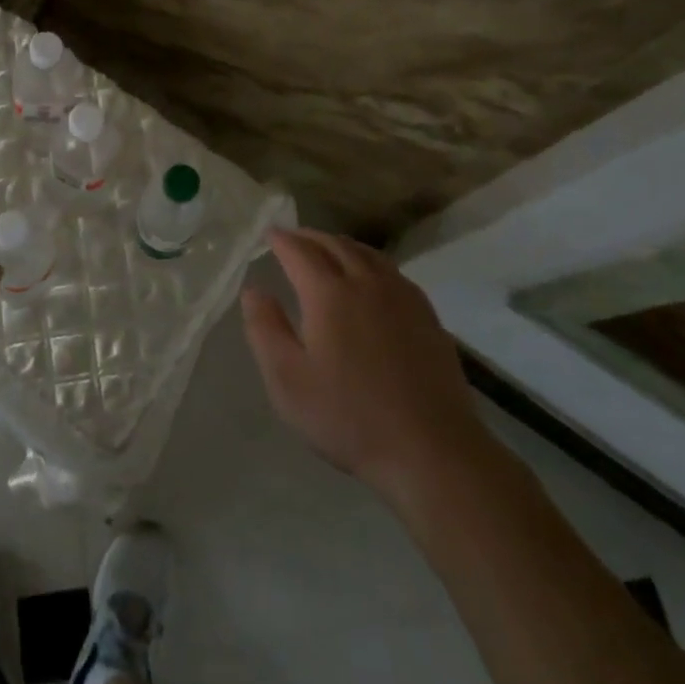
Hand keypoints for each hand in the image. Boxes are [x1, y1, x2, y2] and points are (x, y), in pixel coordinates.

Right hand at [242, 228, 491, 500]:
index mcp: (329, 293)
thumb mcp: (287, 380)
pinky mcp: (427, 317)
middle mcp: (367, 283)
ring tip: (328, 249)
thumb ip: (265, 329)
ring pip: (368, 255)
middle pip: (336, 245)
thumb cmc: (348, 416)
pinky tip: (372, 278)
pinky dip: (372, 262)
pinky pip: (393, 273)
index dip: (282, 240)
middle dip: (311, 237)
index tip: (269, 233)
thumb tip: (253, 290)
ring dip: (342, 245)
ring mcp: (403, 298)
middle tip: (294, 237)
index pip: (300, 252)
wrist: (431, 449)